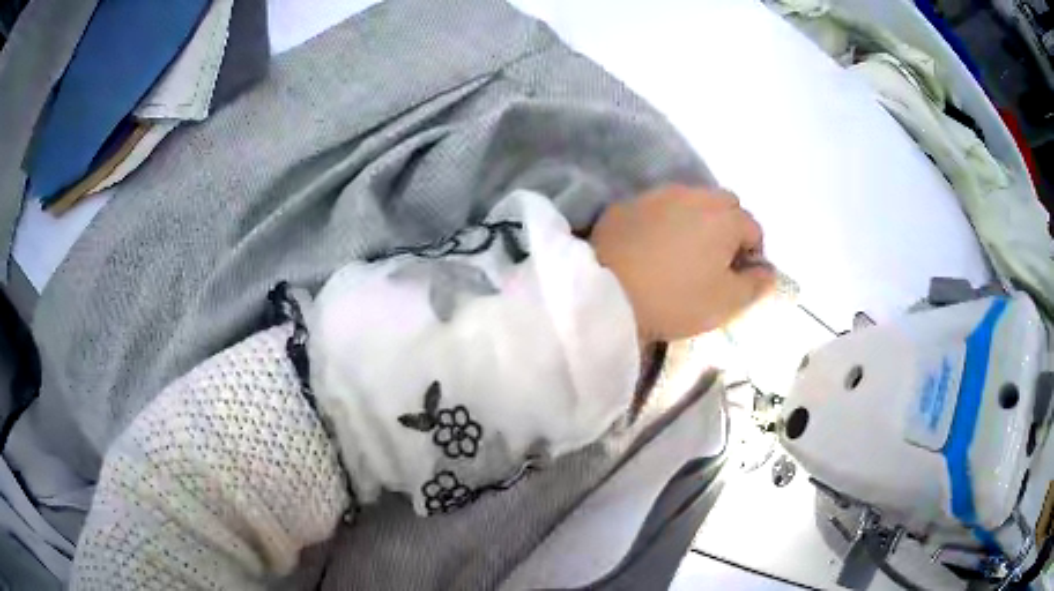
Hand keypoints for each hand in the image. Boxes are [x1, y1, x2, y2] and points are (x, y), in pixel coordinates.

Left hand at [590, 185, 775, 342]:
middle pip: (724, 206)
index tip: (736, 279)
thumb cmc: (677, 299)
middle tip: (713, 262)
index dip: (751, 255)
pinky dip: (663, 222)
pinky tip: (651, 248)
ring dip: (696, 222)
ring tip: (682, 254)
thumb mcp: (727, 303)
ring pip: (690, 202)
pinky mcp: (627, 204)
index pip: (753, 228)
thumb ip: (756, 285)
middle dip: (728, 229)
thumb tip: (768, 271)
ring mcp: (657, 195)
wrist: (607, 293)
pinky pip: (657, 209)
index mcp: (725, 217)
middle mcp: (695, 195)